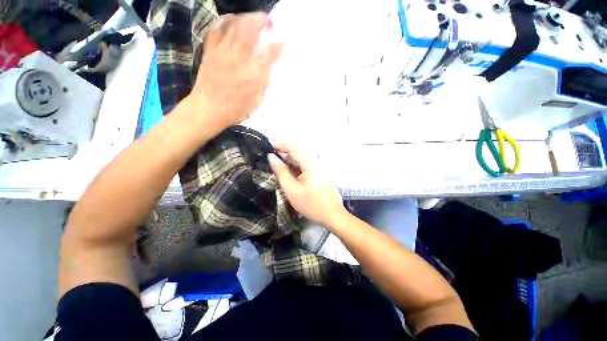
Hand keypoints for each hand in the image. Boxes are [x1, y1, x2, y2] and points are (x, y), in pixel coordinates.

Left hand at [188, 12, 283, 127]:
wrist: (208, 108)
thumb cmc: (236, 109)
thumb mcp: (256, 101)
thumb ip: (263, 83)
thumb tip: (267, 69)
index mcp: (253, 75)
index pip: (269, 53)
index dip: (278, 42)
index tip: (285, 36)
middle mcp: (239, 59)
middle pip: (250, 30)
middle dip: (261, 20)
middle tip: (267, 21)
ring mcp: (222, 52)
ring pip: (234, 25)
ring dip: (245, 17)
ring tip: (252, 18)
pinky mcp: (210, 51)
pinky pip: (216, 29)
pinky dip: (225, 21)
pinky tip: (231, 20)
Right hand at [268, 143, 344, 226]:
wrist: (331, 214)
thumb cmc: (311, 205)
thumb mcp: (292, 190)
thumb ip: (281, 171)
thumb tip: (271, 157)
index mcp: (311, 163)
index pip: (294, 146)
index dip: (280, 144)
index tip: (267, 146)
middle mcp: (316, 160)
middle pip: (298, 149)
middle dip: (283, 150)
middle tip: (270, 157)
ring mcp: (319, 164)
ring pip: (301, 155)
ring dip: (288, 157)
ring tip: (276, 163)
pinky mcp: (319, 169)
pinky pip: (305, 161)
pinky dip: (295, 163)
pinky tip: (287, 170)